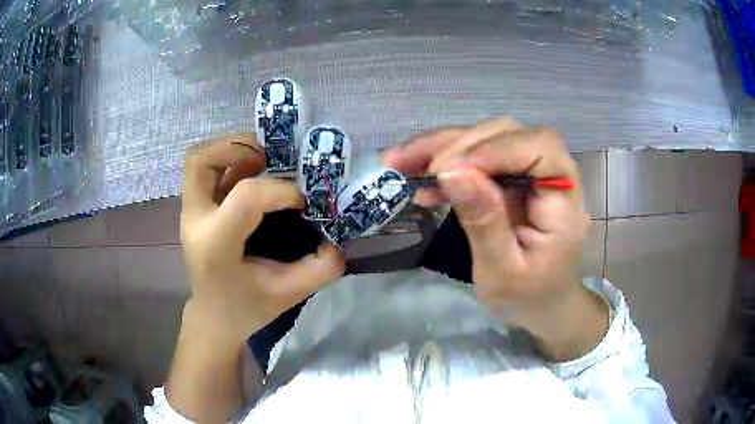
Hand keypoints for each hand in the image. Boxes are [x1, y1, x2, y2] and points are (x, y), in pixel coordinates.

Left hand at [180, 133, 344, 344]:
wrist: (213, 317)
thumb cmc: (246, 308)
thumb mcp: (289, 294)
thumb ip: (320, 269)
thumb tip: (339, 240)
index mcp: (216, 244)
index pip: (246, 197)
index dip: (280, 190)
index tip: (303, 201)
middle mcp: (196, 221)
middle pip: (201, 160)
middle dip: (237, 147)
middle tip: (270, 156)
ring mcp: (191, 212)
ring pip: (199, 159)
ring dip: (233, 149)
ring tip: (264, 158)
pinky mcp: (195, 208)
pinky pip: (206, 169)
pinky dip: (231, 160)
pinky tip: (255, 171)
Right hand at [385, 118, 604, 360]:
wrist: (541, 301)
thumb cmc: (528, 295)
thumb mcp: (503, 271)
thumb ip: (484, 222)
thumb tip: (452, 172)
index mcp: (564, 200)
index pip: (539, 148)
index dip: (494, 149)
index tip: (447, 169)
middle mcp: (552, 174)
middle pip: (509, 134)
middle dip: (457, 145)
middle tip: (411, 165)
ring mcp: (531, 173)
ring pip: (488, 139)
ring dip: (443, 148)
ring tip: (399, 163)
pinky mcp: (512, 177)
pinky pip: (479, 158)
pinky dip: (447, 164)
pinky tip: (421, 182)